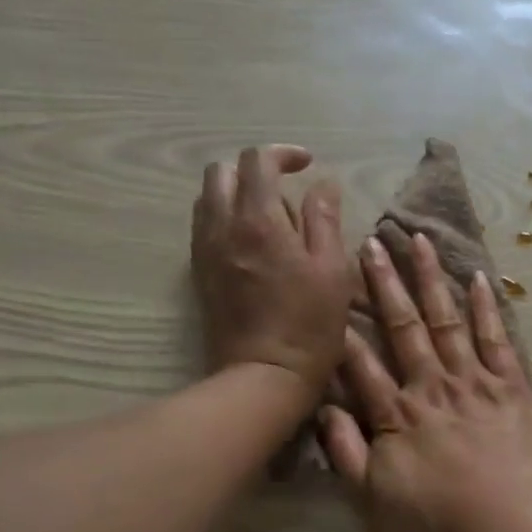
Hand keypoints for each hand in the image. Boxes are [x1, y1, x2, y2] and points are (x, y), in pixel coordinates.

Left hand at [192, 145, 351, 396]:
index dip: (283, 154)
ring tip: (269, 216)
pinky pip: (203, 226)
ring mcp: (205, 251)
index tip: (307, 166)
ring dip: (236, 193)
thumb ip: (324, 220)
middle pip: (222, 172)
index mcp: (259, 220)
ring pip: (208, 198)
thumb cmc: (309, 325)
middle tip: (285, 190)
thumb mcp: (332, 270)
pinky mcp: (199, 274)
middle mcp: (222, 226)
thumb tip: (323, 185)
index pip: (258, 161)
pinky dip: (224, 218)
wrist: (262, 377)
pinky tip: (252, 243)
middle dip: (253, 170)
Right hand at [319, 233, 531, 531]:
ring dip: (431, 279)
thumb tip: (323, 410)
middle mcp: (432, 386)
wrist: (510, 531)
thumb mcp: (372, 500)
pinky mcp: (512, 387)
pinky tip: (478, 278)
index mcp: (396, 414)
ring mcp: (474, 382)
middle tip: (372, 243)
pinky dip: (486, 308)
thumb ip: (344, 453)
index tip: (332, 288)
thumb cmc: (438, 523)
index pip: (362, 363)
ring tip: (418, 240)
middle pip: (403, 326)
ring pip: (447, 320)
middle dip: (385, 283)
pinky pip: (496, 340)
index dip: (344, 327)